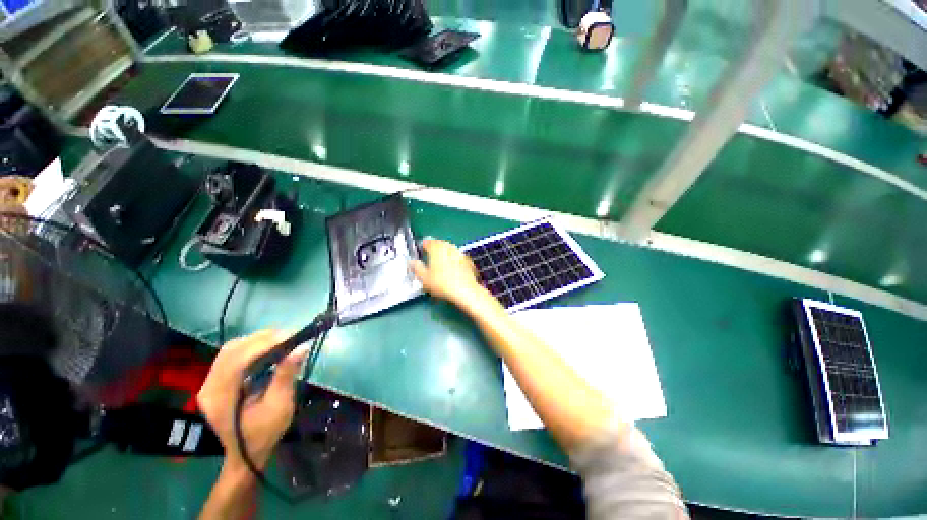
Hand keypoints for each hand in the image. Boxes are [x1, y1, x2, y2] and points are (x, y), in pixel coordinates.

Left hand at [197, 330, 307, 470]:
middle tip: (290, 335)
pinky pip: (230, 356)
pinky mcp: (215, 382)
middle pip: (232, 350)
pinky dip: (251, 347)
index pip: (238, 359)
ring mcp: (209, 384)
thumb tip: (301, 347)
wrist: (245, 454)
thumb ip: (286, 375)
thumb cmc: (264, 433)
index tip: (292, 335)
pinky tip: (267, 348)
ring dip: (257, 340)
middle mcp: (209, 387)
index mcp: (221, 398)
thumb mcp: (280, 406)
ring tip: (282, 339)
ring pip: (230, 350)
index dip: (265, 343)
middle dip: (262, 338)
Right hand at [411, 239, 488, 307]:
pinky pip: (458, 256)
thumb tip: (412, 263)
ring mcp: (459, 253)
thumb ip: (417, 268)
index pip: (428, 242)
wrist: (465, 290)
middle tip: (430, 254)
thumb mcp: (424, 278)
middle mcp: (448, 247)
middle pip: (440, 243)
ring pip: (450, 248)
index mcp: (436, 249)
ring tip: (441, 260)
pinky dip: (454, 259)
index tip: (422, 249)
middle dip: (435, 247)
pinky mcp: (468, 260)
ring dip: (445, 252)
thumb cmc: (442, 284)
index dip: (424, 245)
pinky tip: (452, 267)